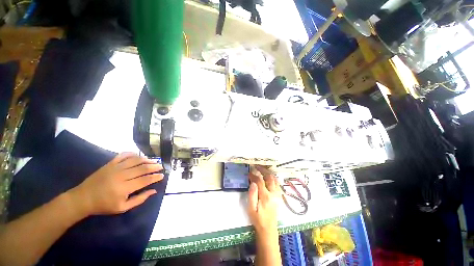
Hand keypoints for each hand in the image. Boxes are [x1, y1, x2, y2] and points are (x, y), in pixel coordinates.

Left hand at [69, 152, 163, 215]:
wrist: (83, 198)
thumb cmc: (103, 205)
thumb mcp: (122, 207)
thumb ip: (139, 199)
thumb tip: (154, 191)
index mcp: (124, 188)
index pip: (145, 180)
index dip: (155, 177)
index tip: (162, 175)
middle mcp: (121, 176)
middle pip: (142, 168)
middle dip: (154, 167)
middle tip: (160, 167)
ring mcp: (115, 168)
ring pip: (135, 160)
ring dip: (147, 159)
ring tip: (153, 161)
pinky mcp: (110, 163)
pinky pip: (124, 155)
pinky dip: (133, 154)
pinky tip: (139, 156)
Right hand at [248, 165, 280, 233]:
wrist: (268, 229)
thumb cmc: (258, 219)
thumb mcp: (251, 209)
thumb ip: (252, 195)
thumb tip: (253, 183)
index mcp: (265, 196)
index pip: (260, 181)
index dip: (254, 175)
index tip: (250, 172)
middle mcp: (273, 193)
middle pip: (269, 177)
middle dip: (263, 170)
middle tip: (257, 166)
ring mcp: (277, 194)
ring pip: (275, 179)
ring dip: (269, 173)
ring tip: (262, 169)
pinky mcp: (279, 196)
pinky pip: (277, 184)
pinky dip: (273, 178)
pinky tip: (269, 176)